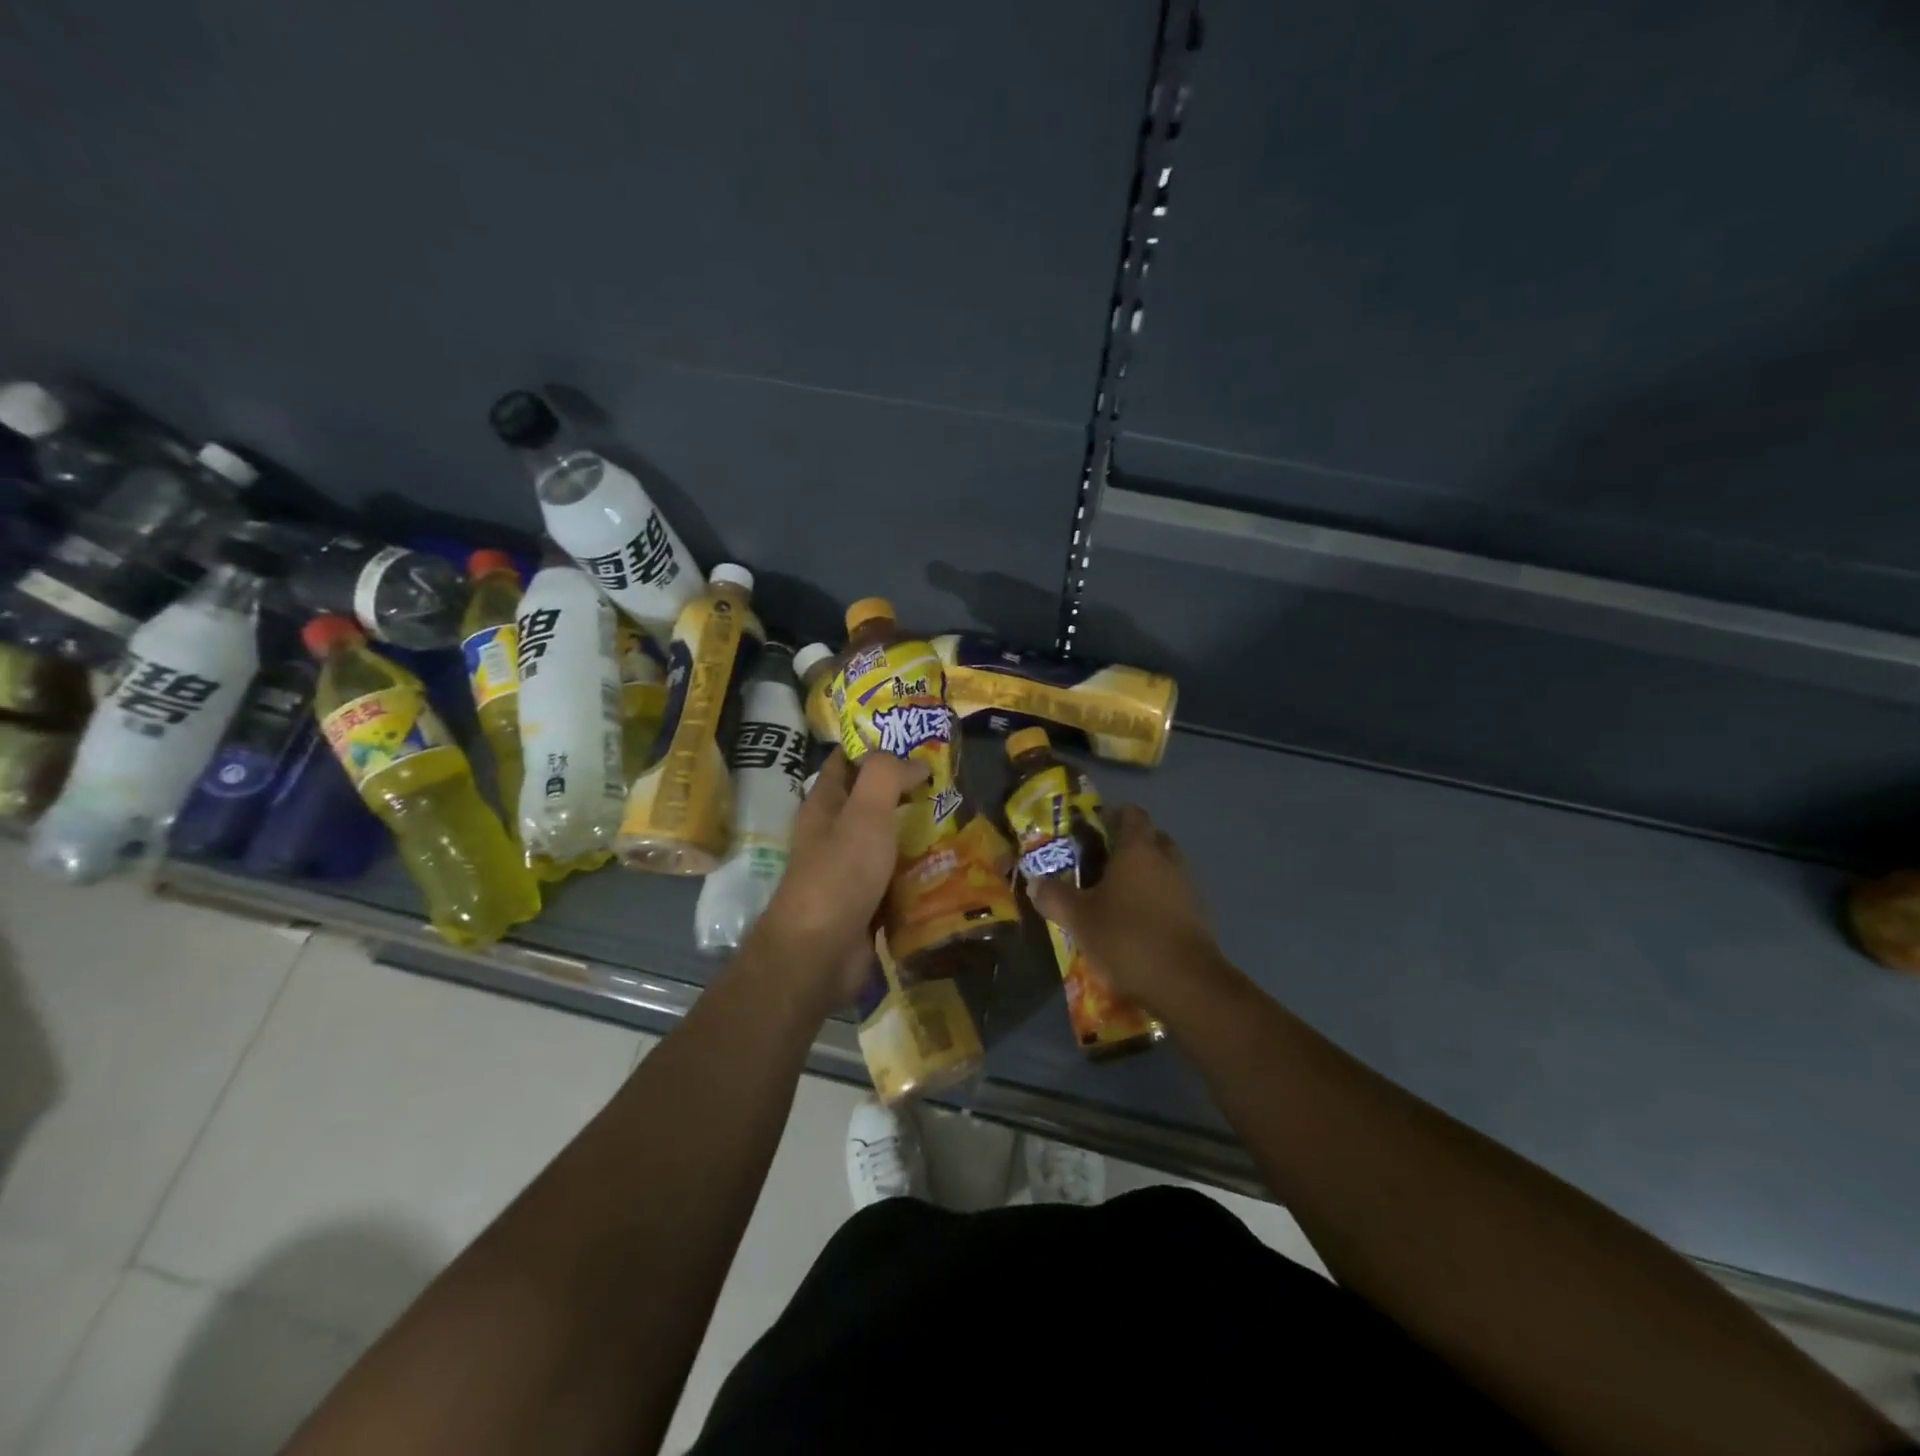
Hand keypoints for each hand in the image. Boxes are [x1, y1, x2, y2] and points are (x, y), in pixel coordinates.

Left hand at [748, 750, 926, 1011]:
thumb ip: (887, 775)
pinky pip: (899, 878)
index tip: (916, 738)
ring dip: (919, 831)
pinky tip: (952, 863)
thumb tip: (916, 761)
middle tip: (950, 780)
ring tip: (960, 817)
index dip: (875, 746)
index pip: (846, 762)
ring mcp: (851, 871)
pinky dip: (921, 870)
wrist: (820, 954)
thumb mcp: (864, 812)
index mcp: (824, 805)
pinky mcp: (868, 903)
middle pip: (872, 801)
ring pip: (889, 841)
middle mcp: (834, 834)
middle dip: (907, 790)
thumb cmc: (839, 874)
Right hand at [1027, 803, 1223, 1010]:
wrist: (1184, 983)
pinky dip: (1159, 899)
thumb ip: (1054, 897)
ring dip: (1146, 874)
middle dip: (1130, 845)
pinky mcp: (1199, 914)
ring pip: (1165, 867)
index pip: (1131, 813)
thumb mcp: (1078, 919)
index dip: (1113, 815)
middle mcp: (1167, 859)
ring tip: (1118, 895)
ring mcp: (1188, 886)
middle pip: (1151, 838)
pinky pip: (1175, 894)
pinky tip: (1139, 921)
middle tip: (1101, 863)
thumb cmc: (1127, 938)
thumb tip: (1035, 883)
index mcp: (1138, 849)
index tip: (1093, 829)